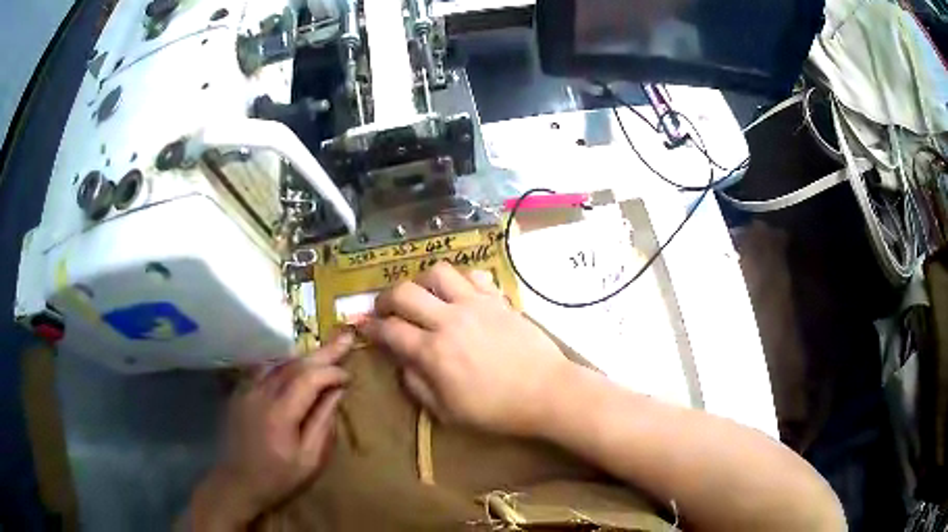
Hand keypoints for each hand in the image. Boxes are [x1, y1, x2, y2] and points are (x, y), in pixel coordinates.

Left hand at [191, 333, 353, 527]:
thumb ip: (323, 423)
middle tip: (344, 338)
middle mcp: (261, 393)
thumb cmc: (278, 477)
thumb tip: (337, 392)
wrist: (237, 482)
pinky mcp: (240, 392)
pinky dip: (285, 365)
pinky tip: (294, 368)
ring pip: (279, 363)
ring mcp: (247, 390)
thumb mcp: (310, 459)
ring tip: (324, 353)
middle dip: (322, 352)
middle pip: (294, 364)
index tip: (349, 377)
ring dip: (304, 357)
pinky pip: (265, 369)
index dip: (331, 372)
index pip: (309, 378)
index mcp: (280, 412)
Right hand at [359, 263, 572, 436]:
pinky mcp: (497, 299)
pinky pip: (473, 275)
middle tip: (386, 309)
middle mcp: (449, 320)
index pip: (390, 330)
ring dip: (422, 282)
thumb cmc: (497, 410)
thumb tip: (402, 363)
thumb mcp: (448, 412)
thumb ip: (417, 386)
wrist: (546, 392)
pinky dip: (459, 280)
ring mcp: (475, 305)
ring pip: (438, 272)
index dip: (371, 328)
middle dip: (386, 298)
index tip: (364, 327)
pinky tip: (459, 294)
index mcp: (433, 352)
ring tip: (423, 296)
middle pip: (405, 292)